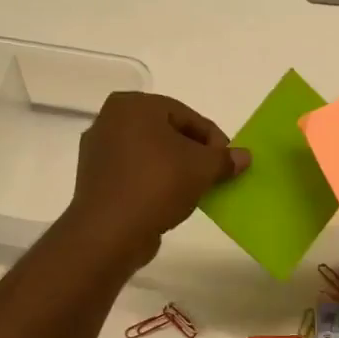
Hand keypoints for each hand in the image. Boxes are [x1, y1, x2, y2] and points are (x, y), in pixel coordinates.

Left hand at [61, 92, 247, 270]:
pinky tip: (168, 201)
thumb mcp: (202, 169)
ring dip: (174, 168)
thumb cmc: (157, 185)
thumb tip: (244, 156)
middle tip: (213, 176)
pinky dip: (153, 182)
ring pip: (150, 154)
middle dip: (193, 153)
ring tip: (194, 190)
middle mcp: (110, 119)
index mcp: (133, 105)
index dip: (214, 140)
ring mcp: (98, 150)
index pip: (187, 116)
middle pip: (167, 132)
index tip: (229, 163)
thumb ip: (224, 159)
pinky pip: (133, 173)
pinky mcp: (94, 178)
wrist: (109, 232)